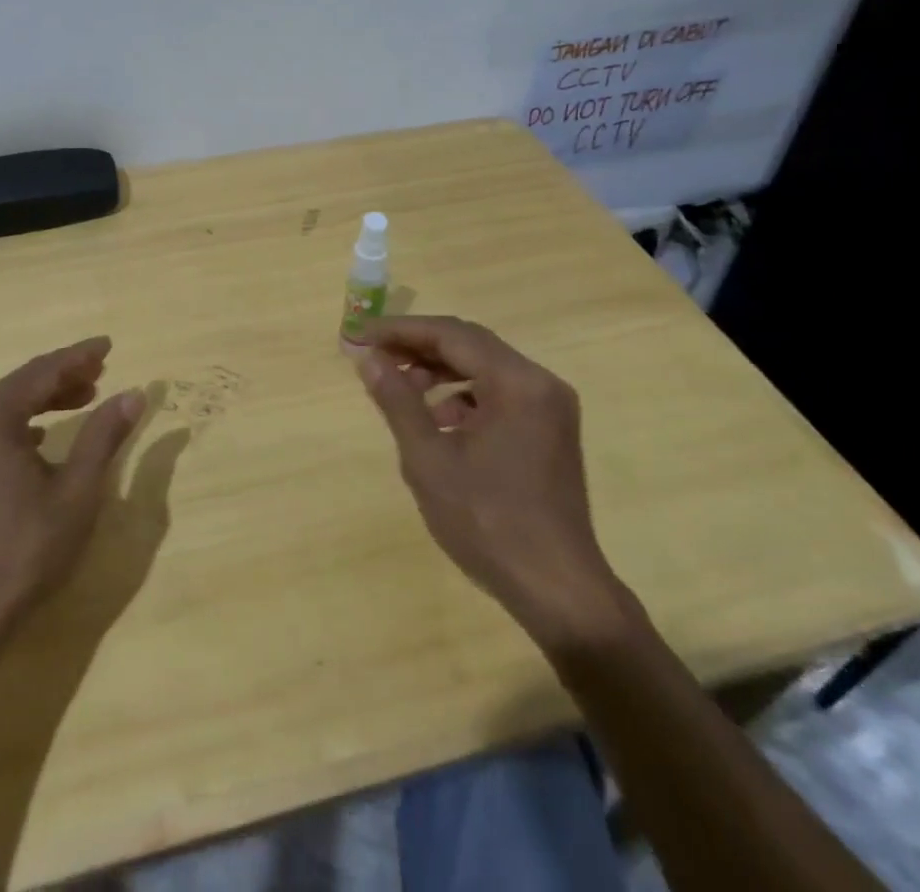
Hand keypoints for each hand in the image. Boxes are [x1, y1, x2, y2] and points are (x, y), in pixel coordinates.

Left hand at [0, 337, 145, 650]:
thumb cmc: (22, 550)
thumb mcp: (76, 491)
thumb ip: (104, 435)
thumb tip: (134, 394)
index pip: (43, 371)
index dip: (79, 357)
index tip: (108, 345)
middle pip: (21, 385)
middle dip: (63, 377)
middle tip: (101, 373)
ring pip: (3, 408)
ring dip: (43, 401)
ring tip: (82, 399)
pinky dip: (20, 425)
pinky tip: (40, 438)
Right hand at [355, 316, 628, 649]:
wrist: (557, 589)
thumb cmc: (488, 522)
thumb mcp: (429, 460)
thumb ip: (397, 401)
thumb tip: (368, 358)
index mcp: (517, 382)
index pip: (452, 335)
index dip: (402, 330)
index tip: (362, 335)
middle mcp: (541, 382)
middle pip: (471, 345)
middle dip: (420, 347)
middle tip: (374, 355)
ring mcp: (551, 406)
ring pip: (485, 368)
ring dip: (440, 371)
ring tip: (399, 387)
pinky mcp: (550, 429)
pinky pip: (501, 393)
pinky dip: (464, 395)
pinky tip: (438, 420)